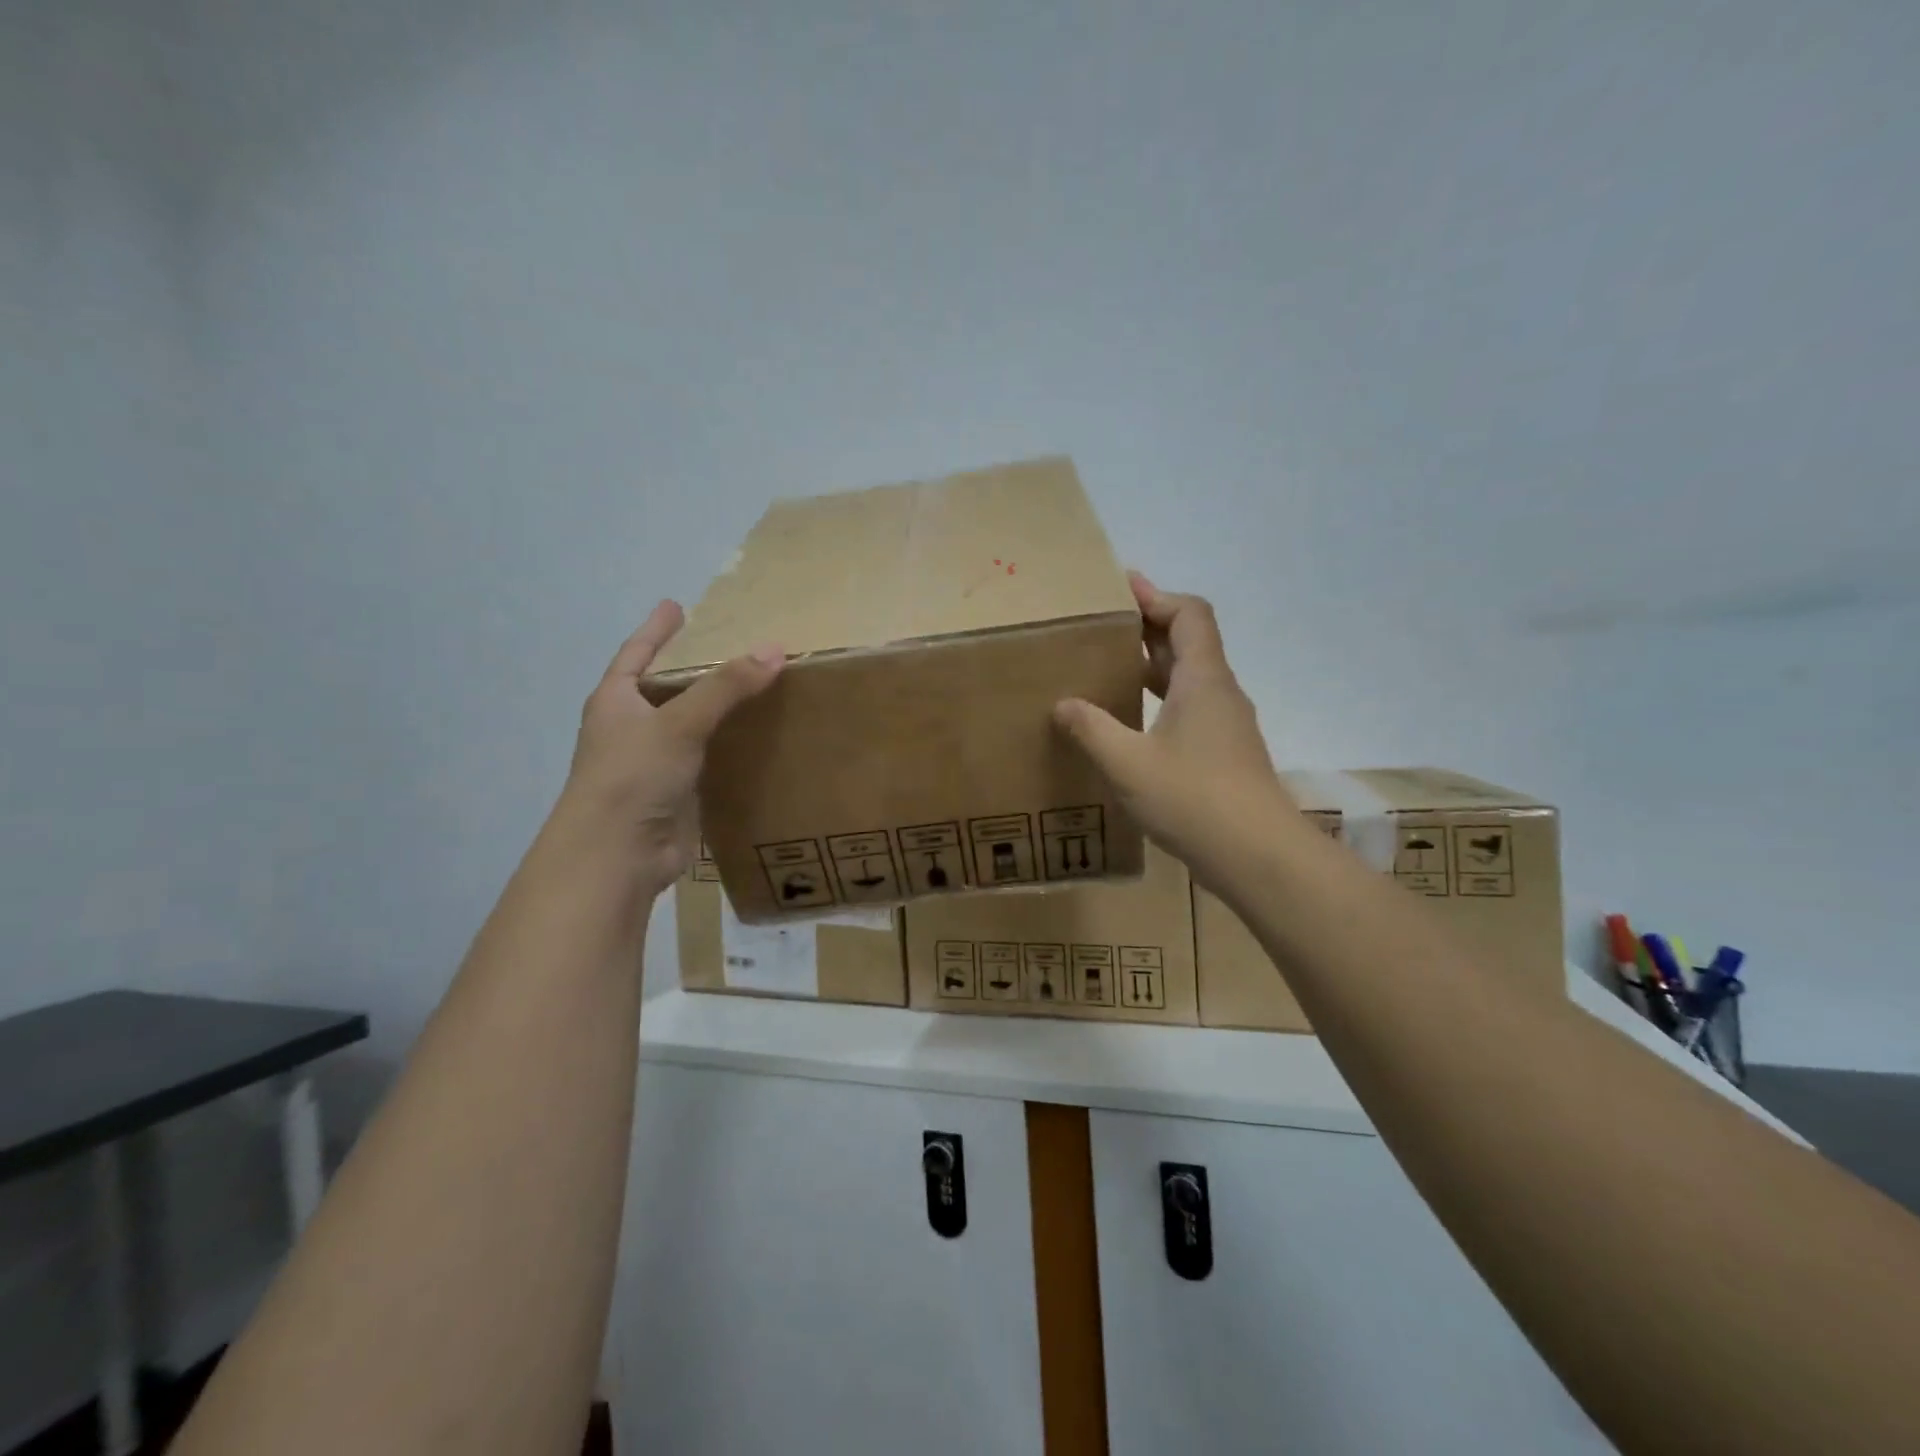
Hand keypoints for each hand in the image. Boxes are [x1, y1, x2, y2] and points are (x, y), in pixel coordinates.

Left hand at [561, 600, 783, 893]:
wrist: (617, 856)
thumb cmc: (633, 776)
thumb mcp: (679, 722)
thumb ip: (726, 686)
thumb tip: (775, 650)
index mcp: (616, 701)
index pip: (636, 653)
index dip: (656, 630)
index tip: (675, 605)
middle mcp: (631, 728)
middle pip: (665, 688)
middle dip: (693, 669)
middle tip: (730, 646)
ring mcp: (653, 763)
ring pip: (690, 726)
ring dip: (716, 709)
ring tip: (755, 686)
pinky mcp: (676, 793)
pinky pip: (707, 759)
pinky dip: (729, 747)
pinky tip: (758, 738)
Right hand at [1053, 573, 1296, 891]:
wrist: (1258, 856)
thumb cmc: (1192, 798)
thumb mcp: (1127, 763)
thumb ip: (1092, 729)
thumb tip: (1064, 704)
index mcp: (1202, 681)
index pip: (1189, 615)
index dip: (1157, 596)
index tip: (1122, 588)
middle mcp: (1220, 694)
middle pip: (1190, 642)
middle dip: (1149, 627)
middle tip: (1106, 625)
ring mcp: (1227, 726)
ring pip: (1190, 678)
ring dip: (1155, 665)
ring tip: (1112, 666)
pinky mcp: (1226, 754)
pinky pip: (1191, 708)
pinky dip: (1162, 699)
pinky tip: (1133, 723)